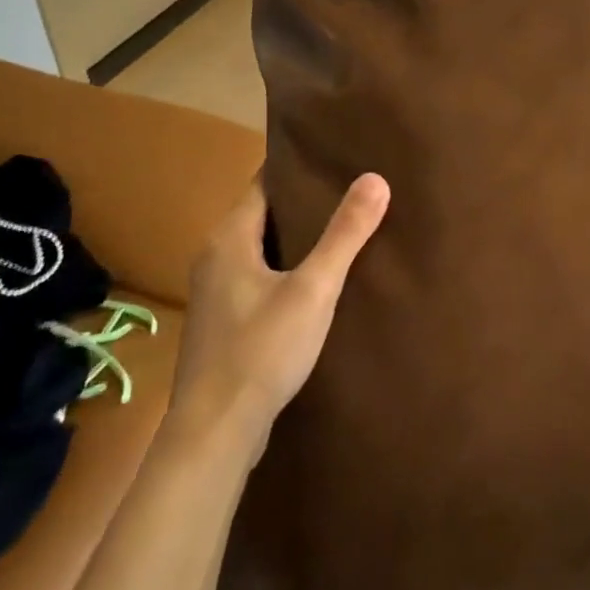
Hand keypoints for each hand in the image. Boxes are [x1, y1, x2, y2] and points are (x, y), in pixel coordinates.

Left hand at [172, 173, 389, 442]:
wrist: (215, 432)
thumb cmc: (262, 350)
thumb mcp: (314, 288)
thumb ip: (345, 233)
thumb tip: (375, 178)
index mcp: (228, 238)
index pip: (264, 183)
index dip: (299, 168)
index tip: (337, 157)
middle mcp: (214, 257)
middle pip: (263, 214)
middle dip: (304, 203)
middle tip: (352, 190)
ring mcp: (215, 292)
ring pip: (261, 248)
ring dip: (296, 238)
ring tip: (343, 230)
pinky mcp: (223, 322)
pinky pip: (258, 277)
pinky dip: (286, 268)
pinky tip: (317, 281)